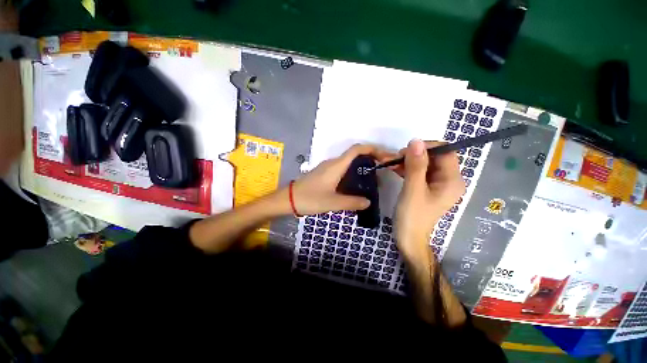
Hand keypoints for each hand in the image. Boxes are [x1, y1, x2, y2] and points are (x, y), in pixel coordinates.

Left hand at [291, 144, 384, 215]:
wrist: (288, 200)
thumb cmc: (310, 199)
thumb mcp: (333, 202)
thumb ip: (352, 202)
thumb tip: (368, 202)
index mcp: (336, 166)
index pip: (356, 150)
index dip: (372, 149)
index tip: (384, 157)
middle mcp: (333, 163)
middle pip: (355, 156)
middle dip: (370, 160)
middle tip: (382, 172)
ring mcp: (327, 169)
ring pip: (348, 164)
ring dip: (361, 168)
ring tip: (372, 181)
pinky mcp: (324, 175)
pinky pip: (342, 170)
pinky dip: (353, 174)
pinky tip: (356, 186)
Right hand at [392, 139, 464, 259]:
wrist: (408, 238)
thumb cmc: (412, 216)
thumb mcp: (413, 189)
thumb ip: (416, 165)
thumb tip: (416, 141)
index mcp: (452, 180)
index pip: (445, 152)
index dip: (426, 147)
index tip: (405, 150)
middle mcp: (448, 179)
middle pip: (434, 157)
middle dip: (413, 154)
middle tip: (394, 157)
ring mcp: (437, 184)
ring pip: (424, 164)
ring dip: (407, 161)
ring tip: (390, 163)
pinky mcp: (427, 187)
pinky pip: (418, 172)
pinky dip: (406, 168)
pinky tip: (394, 169)